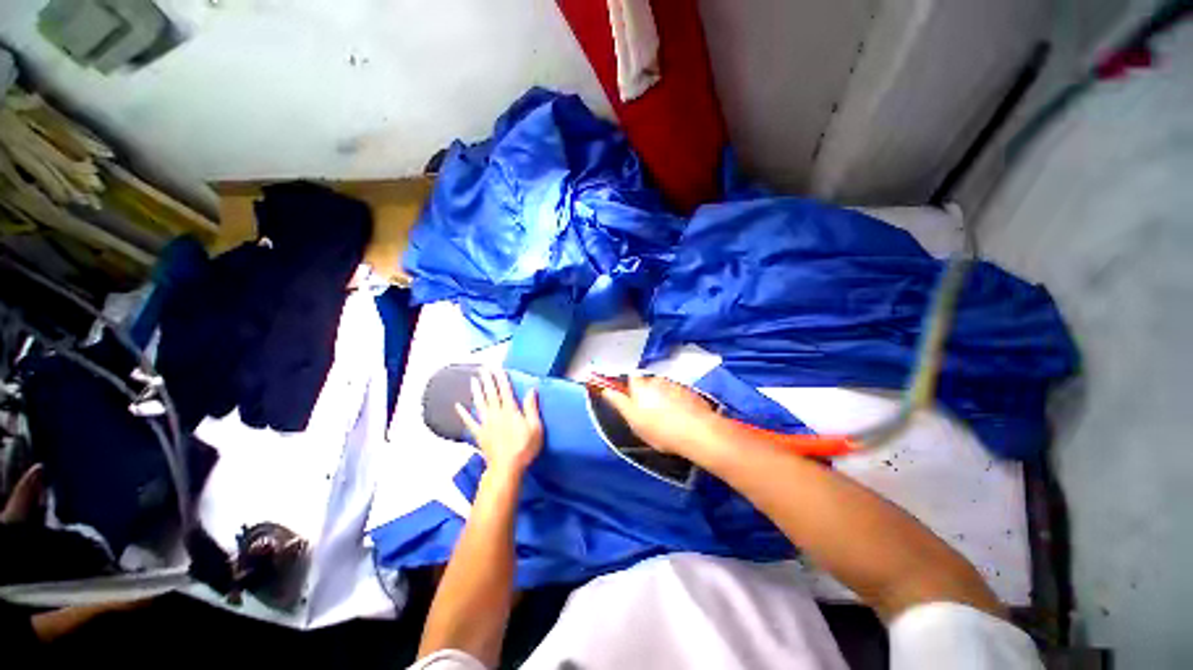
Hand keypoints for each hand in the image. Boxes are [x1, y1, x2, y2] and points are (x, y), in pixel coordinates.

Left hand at [456, 368, 542, 477]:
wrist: (507, 468)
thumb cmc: (524, 448)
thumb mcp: (535, 427)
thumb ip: (531, 408)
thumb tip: (531, 390)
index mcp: (511, 411)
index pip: (505, 390)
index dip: (501, 378)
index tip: (498, 368)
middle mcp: (497, 414)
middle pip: (491, 394)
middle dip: (487, 380)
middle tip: (483, 369)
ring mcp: (486, 424)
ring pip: (480, 404)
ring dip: (476, 391)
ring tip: (473, 380)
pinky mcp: (480, 434)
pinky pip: (469, 422)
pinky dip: (463, 414)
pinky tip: (457, 406)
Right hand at [600, 375, 719, 455]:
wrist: (696, 432)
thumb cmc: (658, 428)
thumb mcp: (633, 419)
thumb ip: (618, 402)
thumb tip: (606, 390)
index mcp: (641, 385)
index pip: (632, 378)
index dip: (631, 389)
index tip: (632, 402)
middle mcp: (658, 380)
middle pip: (649, 384)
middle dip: (649, 395)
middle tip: (650, 415)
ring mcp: (676, 385)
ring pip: (665, 390)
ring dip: (664, 399)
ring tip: (668, 419)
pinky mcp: (692, 393)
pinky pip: (680, 396)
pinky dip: (679, 403)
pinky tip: (682, 419)